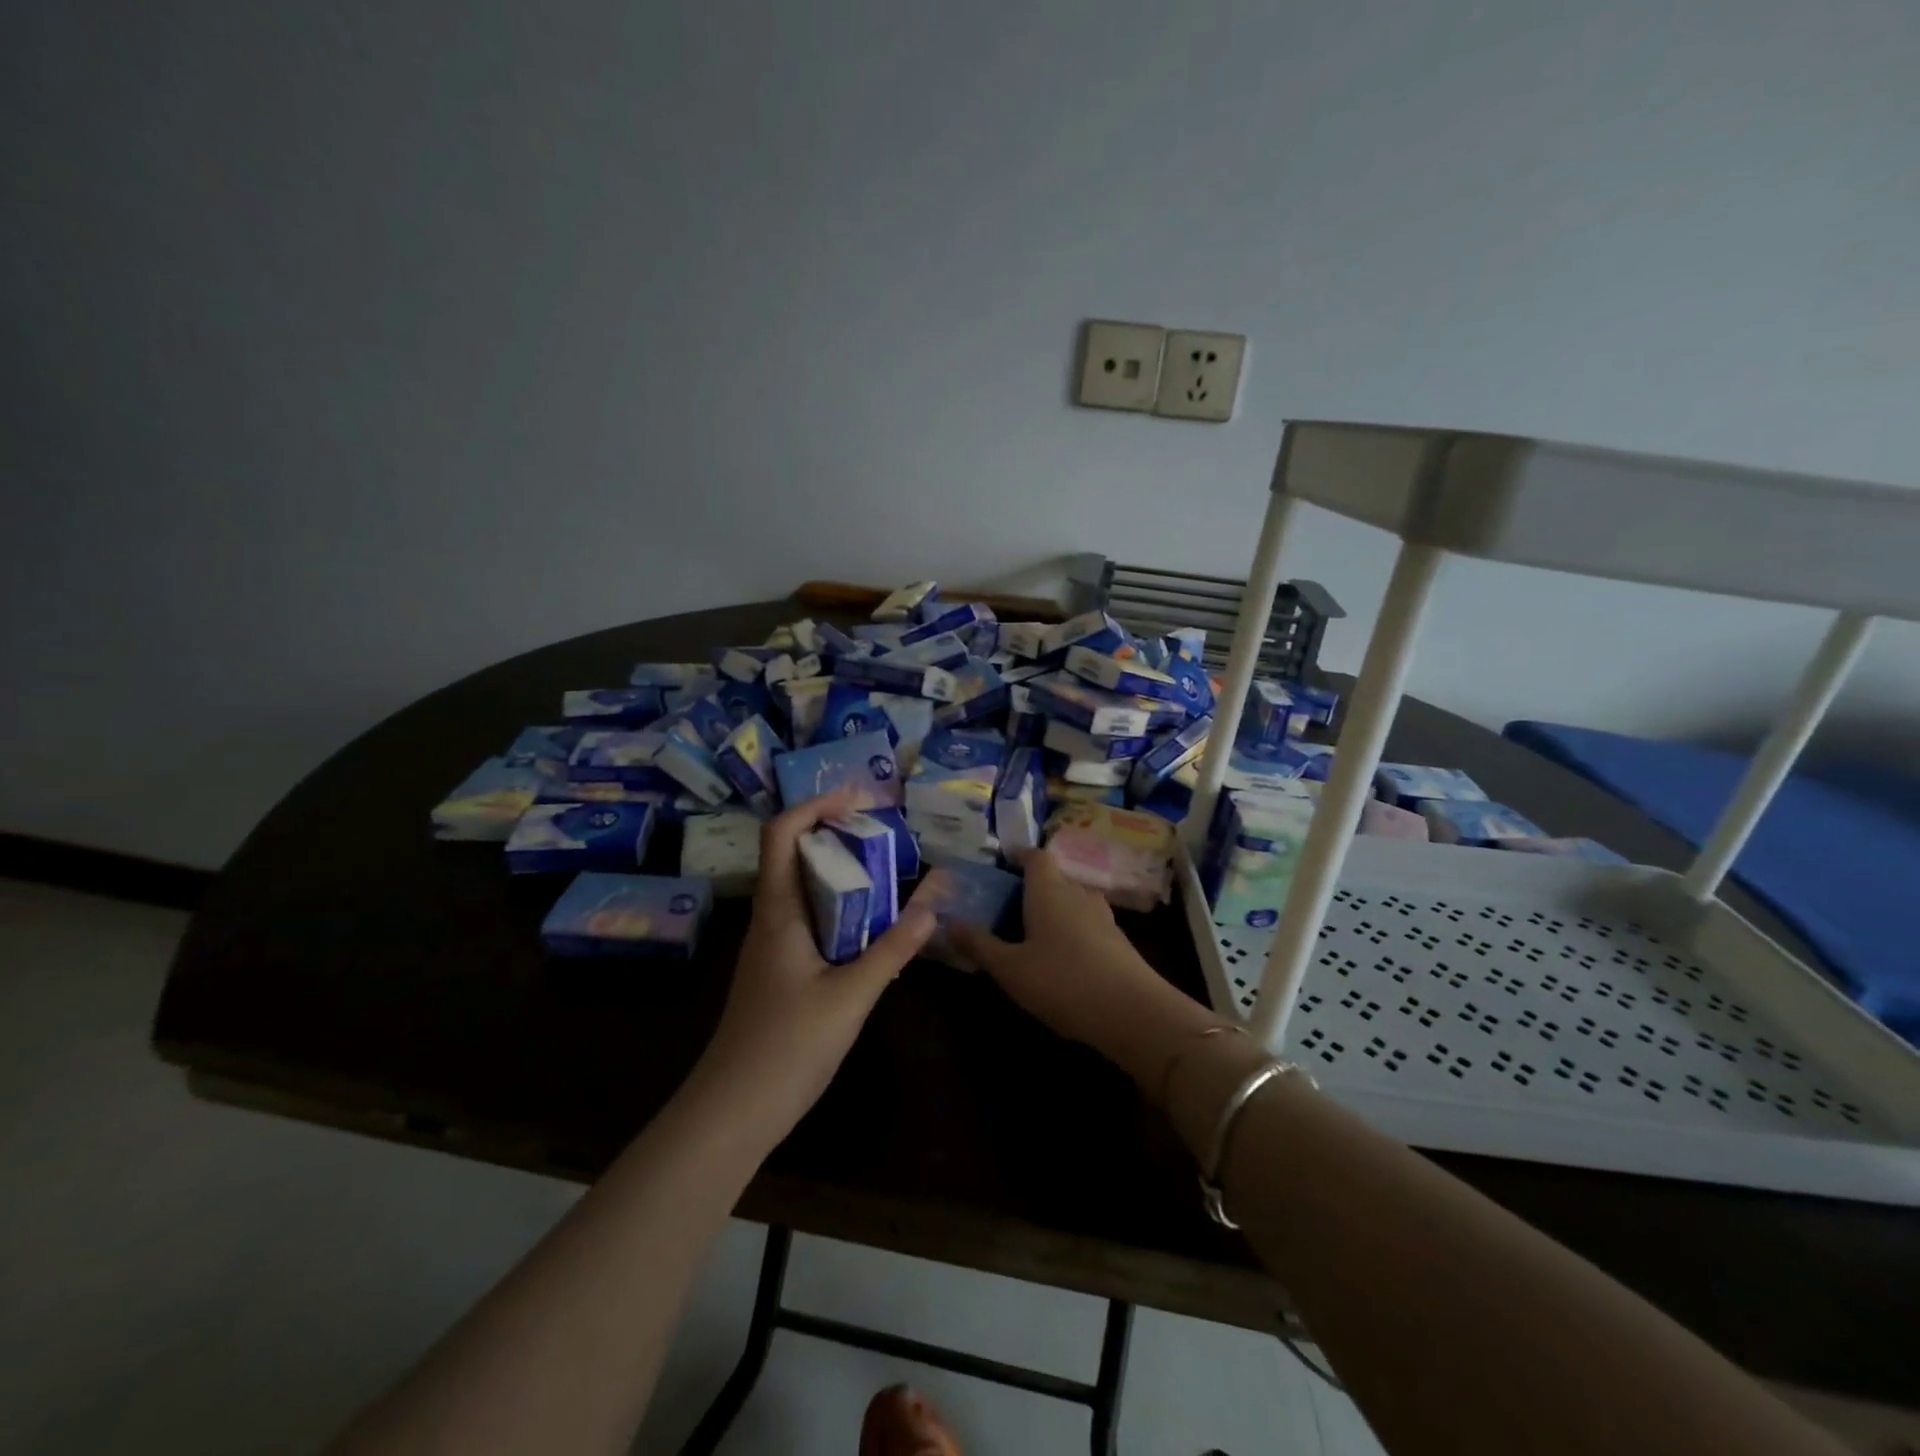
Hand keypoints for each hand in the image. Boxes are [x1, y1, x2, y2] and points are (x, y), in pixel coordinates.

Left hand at [691, 790, 936, 1143]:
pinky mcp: (781, 969)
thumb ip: (893, 948)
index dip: (816, 805)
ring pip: (804, 886)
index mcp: (778, 911)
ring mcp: (773, 945)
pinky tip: (873, 922)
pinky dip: (841, 904)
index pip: (782, 833)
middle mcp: (771, 918)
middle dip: (837, 830)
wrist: (732, 1113)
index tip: (860, 799)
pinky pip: (811, 917)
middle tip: (885, 829)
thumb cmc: (786, 1048)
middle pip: (795, 852)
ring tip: (887, 866)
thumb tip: (935, 901)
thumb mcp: (850, 996)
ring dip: (841, 868)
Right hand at [950, 850, 1219, 1084]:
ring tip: (1028, 932)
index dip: (1017, 855)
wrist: (1134, 1013)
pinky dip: (1069, 932)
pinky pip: (1085, 925)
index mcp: (1049, 889)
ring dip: (1051, 911)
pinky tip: (1059, 958)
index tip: (1000, 863)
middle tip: (1004, 905)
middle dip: (1029, 887)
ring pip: (1071, 902)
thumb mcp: (1010, 968)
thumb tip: (948, 922)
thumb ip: (979, 944)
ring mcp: (1103, 917)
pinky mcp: (1118, 942)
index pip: (1034, 856)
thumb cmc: (1062, 981)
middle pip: (1053, 878)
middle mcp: (1078, 893)